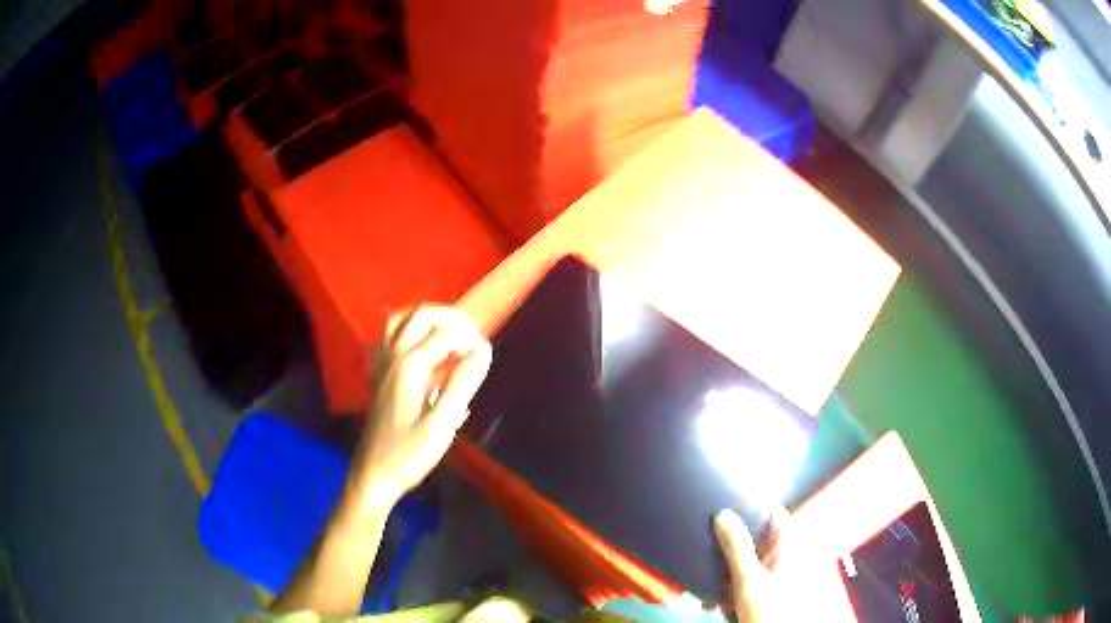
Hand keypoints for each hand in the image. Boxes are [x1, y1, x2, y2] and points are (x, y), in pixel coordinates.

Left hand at [346, 306, 491, 517]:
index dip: (470, 338)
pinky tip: (424, 351)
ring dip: (428, 320)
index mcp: (409, 367)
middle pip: (420, 315)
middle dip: (450, 318)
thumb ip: (462, 384)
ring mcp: (381, 365)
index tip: (487, 355)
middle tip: (473, 335)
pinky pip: (391, 338)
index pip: (444, 334)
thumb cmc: (408, 456)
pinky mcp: (378, 376)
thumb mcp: (441, 425)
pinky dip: (411, 332)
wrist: (373, 476)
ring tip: (451, 334)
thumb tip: (483, 349)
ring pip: (400, 321)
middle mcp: (392, 357)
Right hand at [714, 508, 789, 621]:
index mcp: (787, 548)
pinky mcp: (758, 593)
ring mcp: (770, 577)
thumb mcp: (748, 577)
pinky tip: (713, 595)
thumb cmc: (768, 609)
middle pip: (755, 537)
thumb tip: (724, 514)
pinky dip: (726, 583)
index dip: (754, 506)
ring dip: (725, 564)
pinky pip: (739, 580)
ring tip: (706, 568)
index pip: (775, 514)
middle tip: (709, 538)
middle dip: (731, 539)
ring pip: (744, 560)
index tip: (729, 502)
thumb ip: (737, 547)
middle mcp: (781, 559)